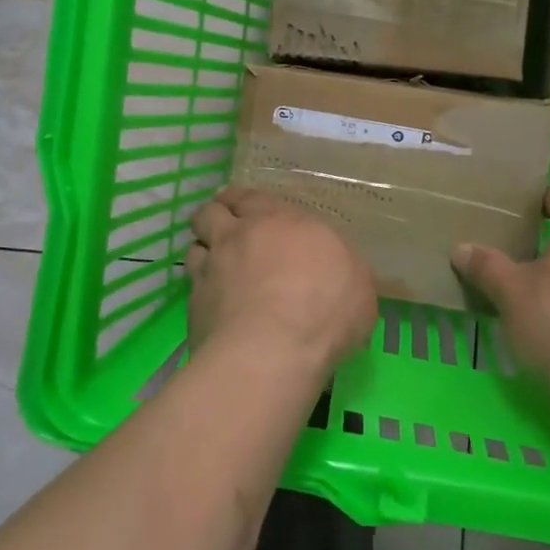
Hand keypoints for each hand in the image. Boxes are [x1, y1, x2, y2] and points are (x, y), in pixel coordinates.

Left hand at [186, 187, 377, 372]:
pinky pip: (192, 286)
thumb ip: (340, 266)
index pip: (251, 197)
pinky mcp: (194, 305)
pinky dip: (200, 289)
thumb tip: (334, 268)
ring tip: (214, 264)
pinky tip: (213, 303)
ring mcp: (211, 269)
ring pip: (195, 246)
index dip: (243, 201)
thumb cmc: (323, 309)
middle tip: (224, 228)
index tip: (242, 208)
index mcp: (279, 220)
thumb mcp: (357, 283)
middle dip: (215, 215)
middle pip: (211, 212)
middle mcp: (239, 235)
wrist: (270, 352)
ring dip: (204, 251)